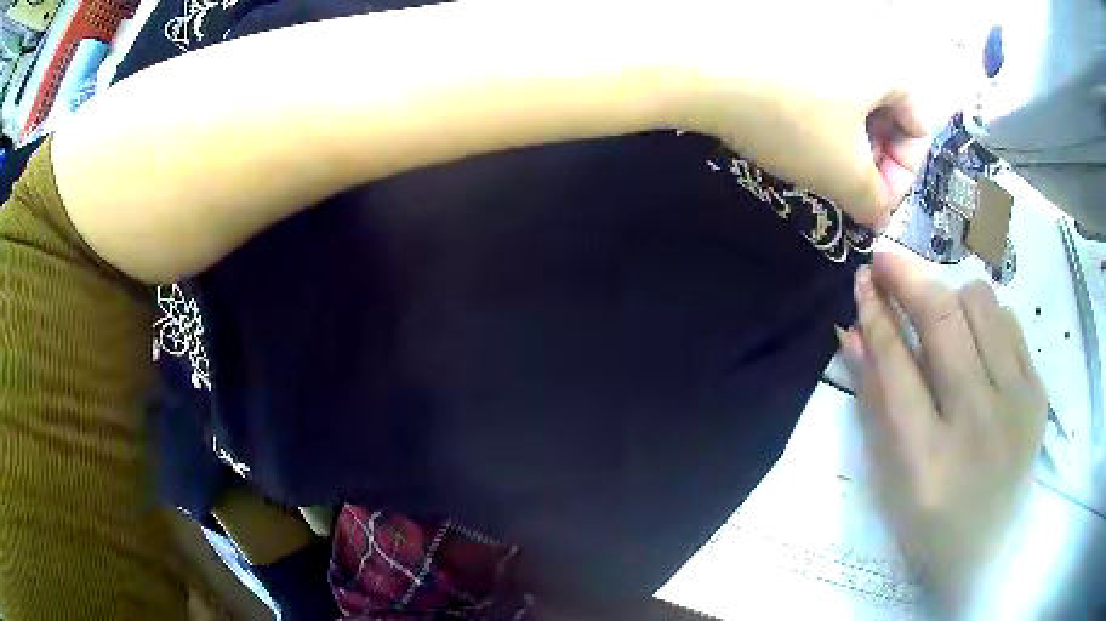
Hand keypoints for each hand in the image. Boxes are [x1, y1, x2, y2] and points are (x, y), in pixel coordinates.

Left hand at [668, 0, 968, 225]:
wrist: (698, 66)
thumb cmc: (790, 118)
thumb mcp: (842, 173)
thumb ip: (874, 202)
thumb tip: (881, 214)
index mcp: (890, 64)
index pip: (919, 126)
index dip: (902, 173)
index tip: (874, 201)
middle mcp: (862, 38)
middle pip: (886, 108)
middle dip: (873, 155)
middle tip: (847, 185)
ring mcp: (821, 30)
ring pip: (852, 93)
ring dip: (845, 136)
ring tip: (817, 160)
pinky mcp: (785, 31)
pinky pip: (819, 76)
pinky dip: (816, 108)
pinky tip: (790, 126)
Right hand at [837, 252, 1046, 609]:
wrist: (990, 552)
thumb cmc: (930, 524)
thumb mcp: (891, 478)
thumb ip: (874, 401)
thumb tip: (852, 333)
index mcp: (927, 460)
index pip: (897, 363)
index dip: (876, 312)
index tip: (863, 276)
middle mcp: (977, 422)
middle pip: (943, 316)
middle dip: (908, 277)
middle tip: (888, 263)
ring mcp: (1016, 403)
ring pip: (981, 304)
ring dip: (951, 298)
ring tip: (941, 318)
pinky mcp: (1038, 393)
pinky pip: (1010, 323)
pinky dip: (986, 320)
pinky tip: (977, 343)